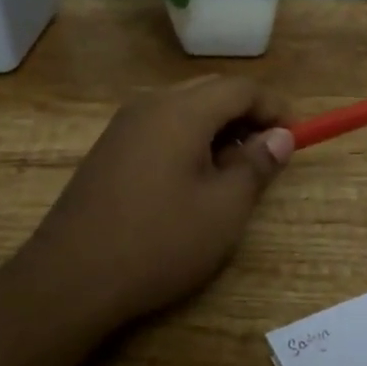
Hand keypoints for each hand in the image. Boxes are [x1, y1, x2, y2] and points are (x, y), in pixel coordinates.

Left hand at [9, 75, 295, 330]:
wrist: (71, 277)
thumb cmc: (159, 241)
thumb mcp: (224, 209)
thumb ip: (256, 165)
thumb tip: (280, 137)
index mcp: (181, 111)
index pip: (240, 88)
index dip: (274, 107)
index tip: (295, 136)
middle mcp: (150, 104)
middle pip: (211, 91)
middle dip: (246, 114)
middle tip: (269, 151)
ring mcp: (123, 126)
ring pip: (184, 108)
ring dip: (218, 127)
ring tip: (236, 168)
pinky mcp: (109, 149)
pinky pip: (160, 127)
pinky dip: (189, 139)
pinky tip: (195, 178)